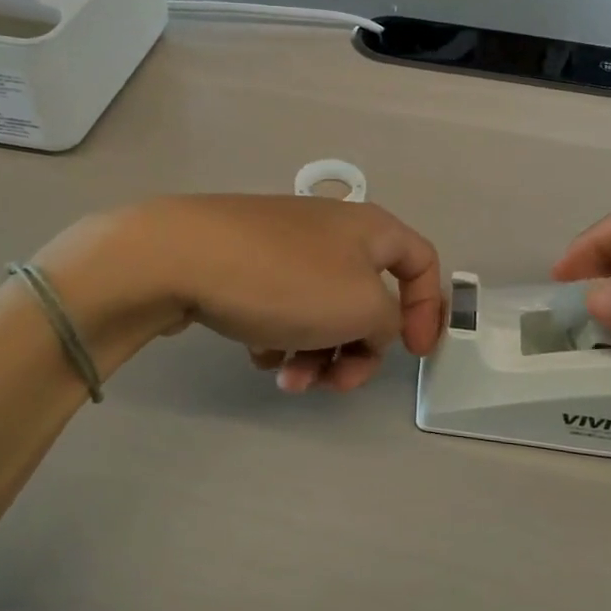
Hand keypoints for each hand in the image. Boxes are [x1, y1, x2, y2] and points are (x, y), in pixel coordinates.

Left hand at [45, 196, 443, 393]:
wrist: (181, 257)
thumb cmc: (285, 280)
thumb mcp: (360, 306)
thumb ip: (387, 322)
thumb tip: (370, 326)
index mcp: (370, 229)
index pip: (422, 262)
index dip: (428, 309)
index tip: (413, 353)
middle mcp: (332, 232)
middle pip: (368, 299)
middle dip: (357, 349)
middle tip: (336, 382)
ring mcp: (286, 246)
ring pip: (322, 311)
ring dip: (316, 352)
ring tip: (286, 378)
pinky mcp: (249, 264)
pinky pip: (283, 308)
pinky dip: (281, 337)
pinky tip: (256, 353)